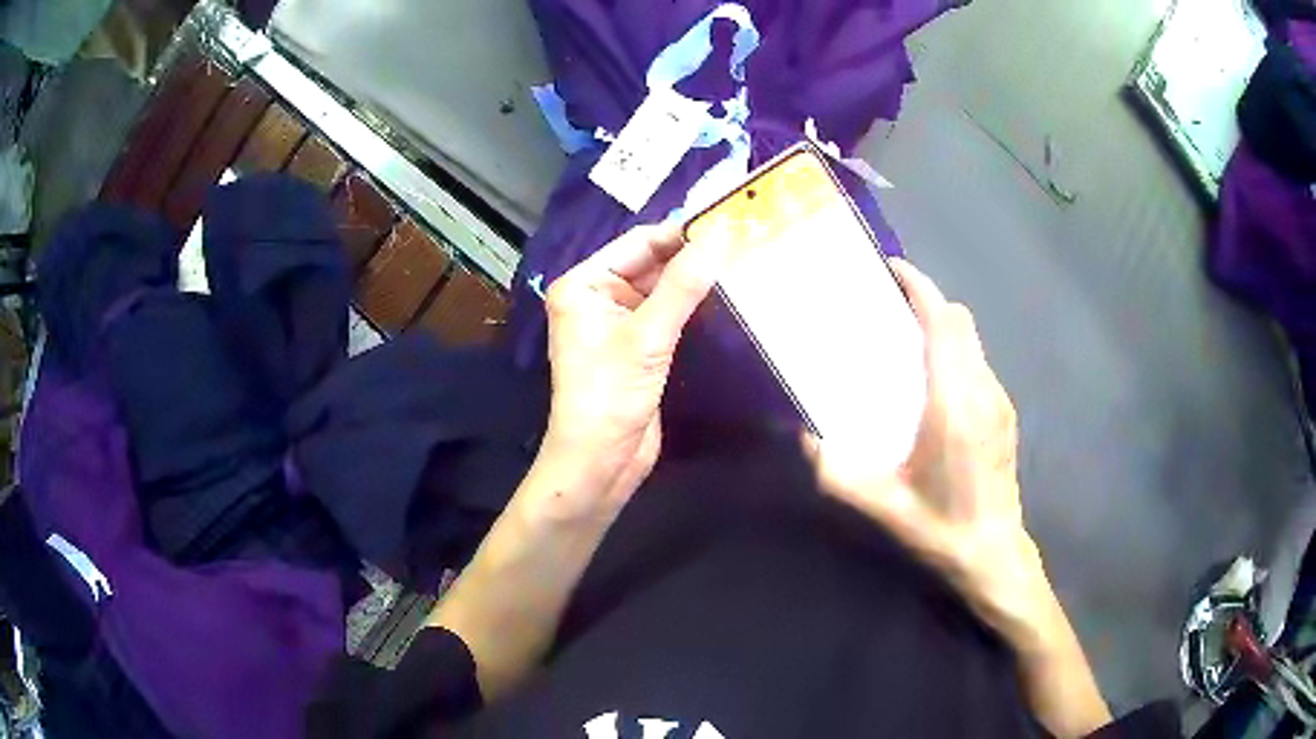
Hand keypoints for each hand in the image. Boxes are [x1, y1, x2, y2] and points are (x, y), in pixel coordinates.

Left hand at [538, 224, 723, 513]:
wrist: (600, 464)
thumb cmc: (609, 397)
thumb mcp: (648, 336)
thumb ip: (684, 284)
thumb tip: (721, 234)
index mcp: (584, 283)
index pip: (639, 242)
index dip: (683, 232)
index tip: (730, 220)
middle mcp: (598, 295)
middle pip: (652, 262)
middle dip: (692, 255)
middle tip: (745, 239)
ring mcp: (618, 321)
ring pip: (663, 288)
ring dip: (696, 280)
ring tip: (743, 260)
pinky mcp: (638, 345)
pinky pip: (668, 313)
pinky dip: (693, 305)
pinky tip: (726, 296)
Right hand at [809, 259, 1049, 640]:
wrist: (993, 553)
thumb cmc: (940, 528)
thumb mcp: (882, 506)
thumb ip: (838, 473)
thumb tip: (806, 439)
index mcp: (953, 404)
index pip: (943, 323)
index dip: (921, 288)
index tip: (893, 270)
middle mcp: (982, 391)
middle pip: (961, 321)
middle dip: (929, 301)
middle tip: (891, 308)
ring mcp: (999, 401)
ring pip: (973, 340)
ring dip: (943, 326)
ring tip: (908, 340)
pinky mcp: (1005, 413)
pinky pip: (979, 362)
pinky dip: (956, 351)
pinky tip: (935, 382)